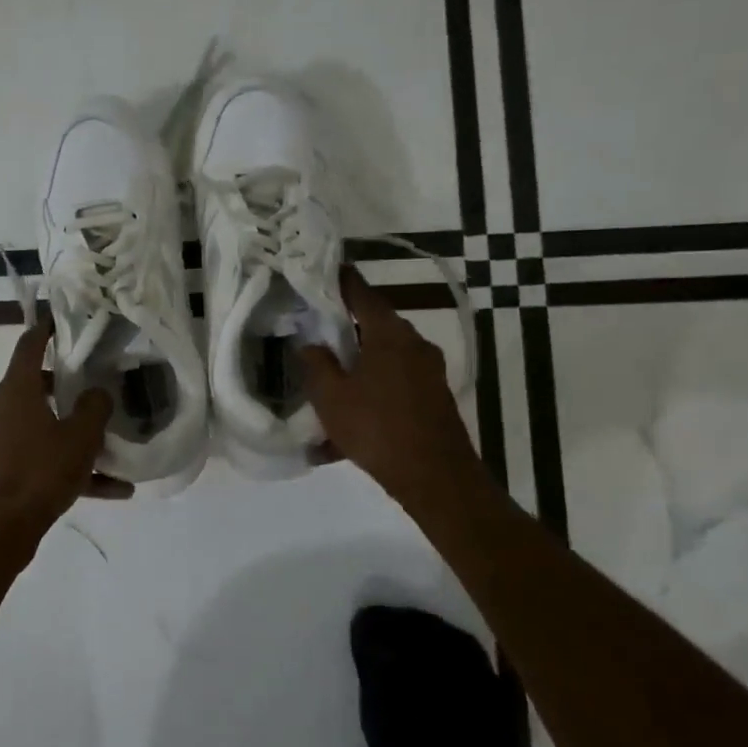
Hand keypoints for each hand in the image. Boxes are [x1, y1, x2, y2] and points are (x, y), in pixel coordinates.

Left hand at [0, 317, 131, 547]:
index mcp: (16, 390)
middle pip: (36, 386)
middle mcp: (3, 408)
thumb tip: (98, 394)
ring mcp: (0, 441)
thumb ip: (95, 407)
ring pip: (44, 426)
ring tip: (113, 447)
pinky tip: (112, 490)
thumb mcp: (80, 437)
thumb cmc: (40, 472)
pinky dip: (71, 467)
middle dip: (67, 386)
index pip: (29, 345)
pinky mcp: (4, 470)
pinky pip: (43, 458)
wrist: (0, 530)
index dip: (45, 328)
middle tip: (97, 384)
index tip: (61, 319)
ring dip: (75, 434)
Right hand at [301, 267, 476, 507]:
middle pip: (376, 326)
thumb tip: (311, 344)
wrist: (436, 478)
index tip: (326, 268)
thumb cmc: (377, 428)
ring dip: (357, 368)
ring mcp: (429, 373)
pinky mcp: (433, 398)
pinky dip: (371, 394)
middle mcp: (415, 345)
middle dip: (347, 328)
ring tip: (328, 385)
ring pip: (384, 360)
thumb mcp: (331, 397)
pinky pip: (394, 386)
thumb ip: (316, 365)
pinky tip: (346, 429)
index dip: (342, 280)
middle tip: (317, 329)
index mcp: (390, 335)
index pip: (362, 293)